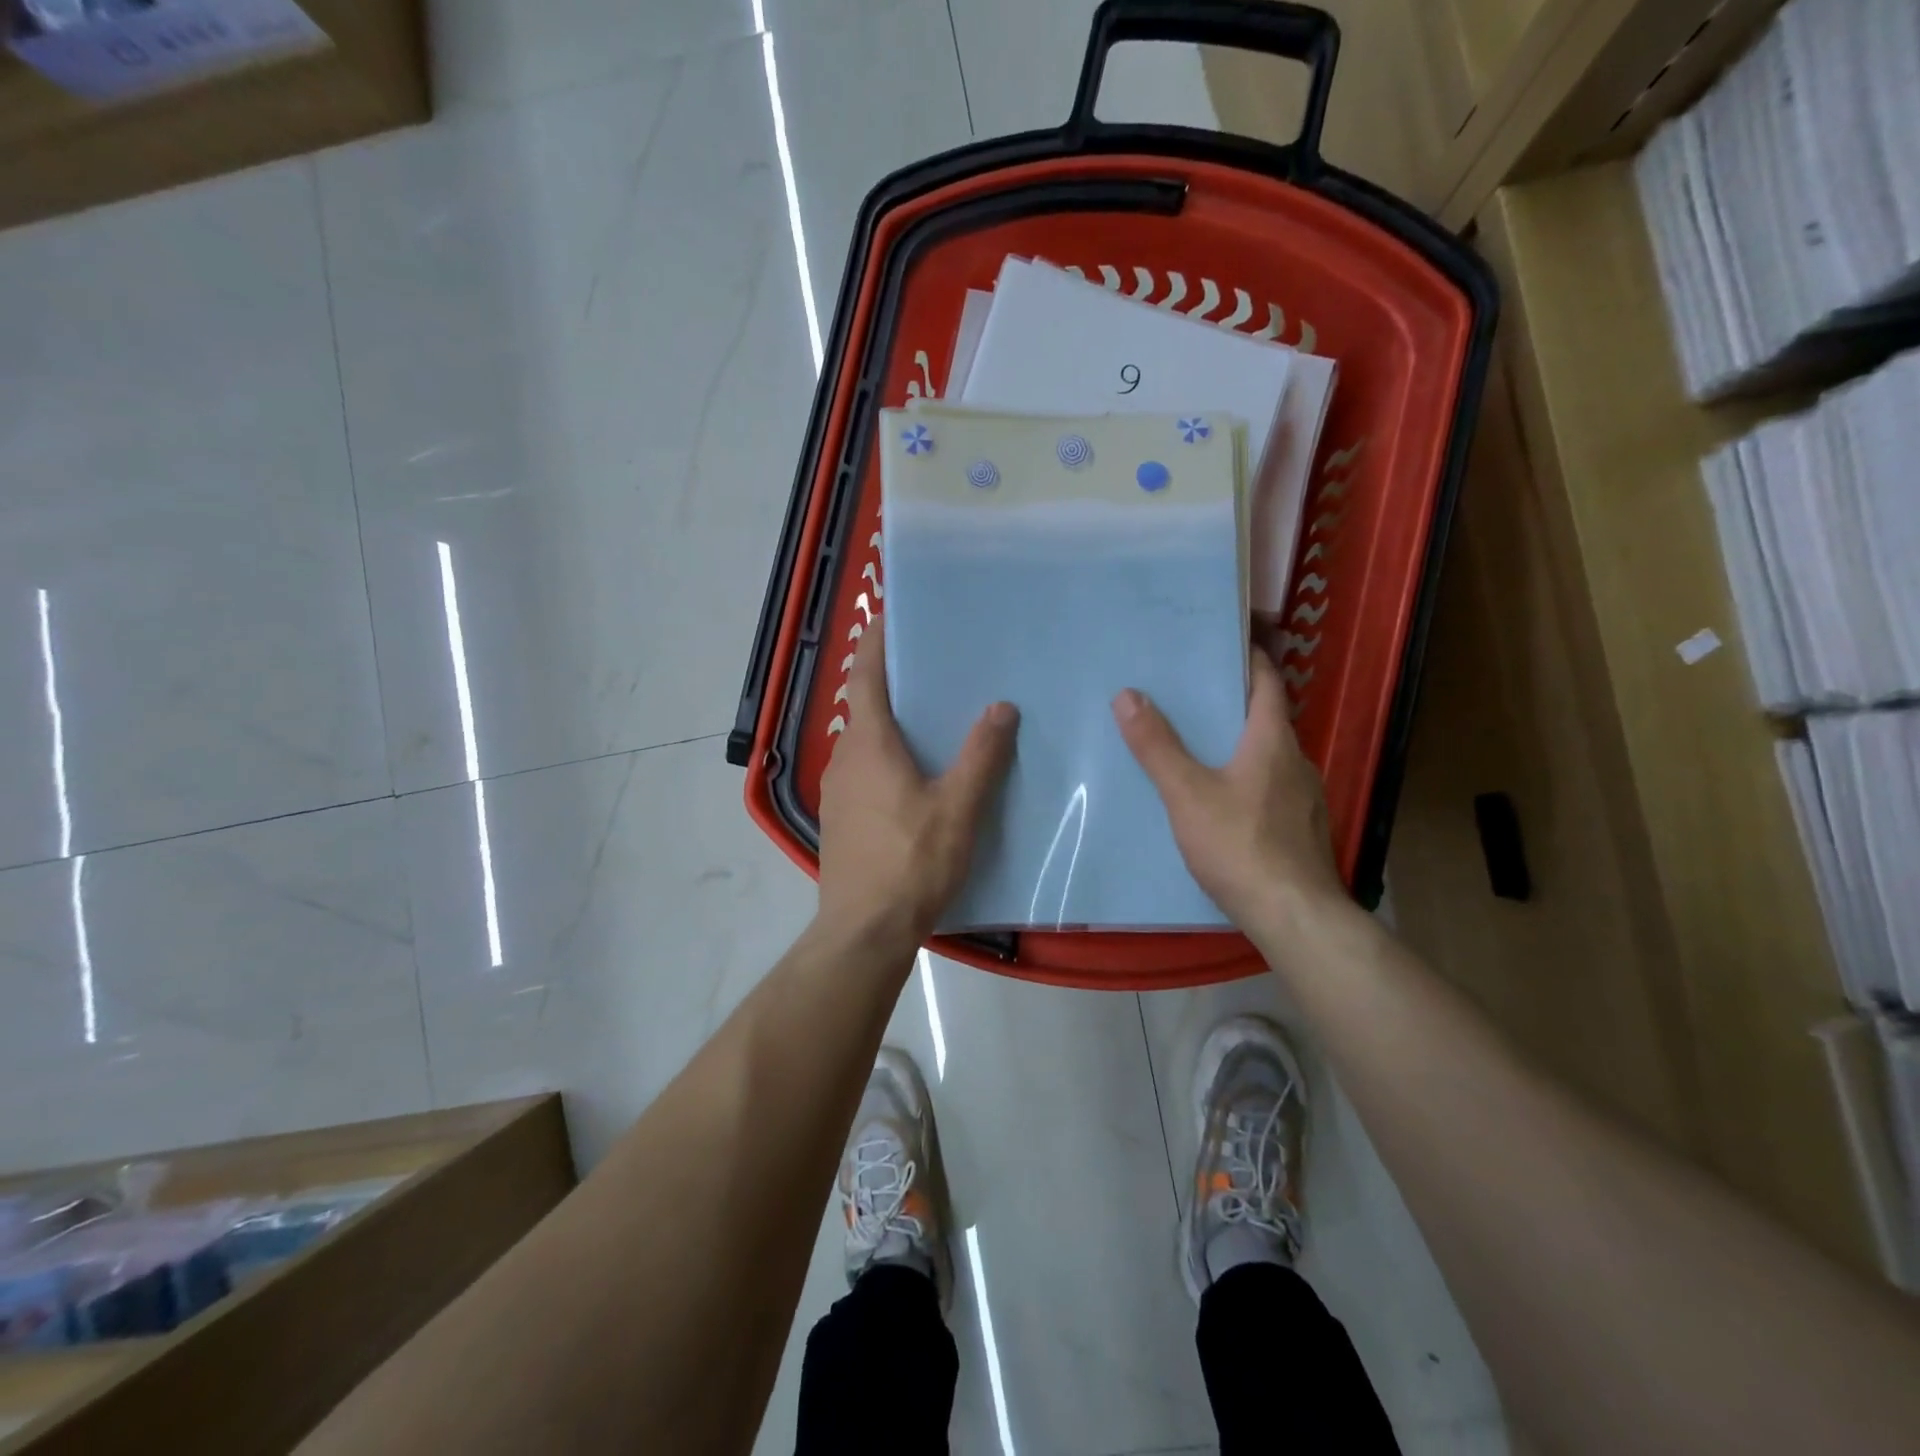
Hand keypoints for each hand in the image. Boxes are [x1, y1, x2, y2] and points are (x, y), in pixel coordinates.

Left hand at [817, 619, 1018, 950]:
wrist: (865, 932)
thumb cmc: (911, 863)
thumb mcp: (958, 808)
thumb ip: (981, 756)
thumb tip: (1001, 706)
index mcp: (869, 744)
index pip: (865, 675)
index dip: (876, 642)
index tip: (892, 616)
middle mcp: (845, 759)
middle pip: (866, 707)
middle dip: (896, 685)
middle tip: (938, 670)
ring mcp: (838, 792)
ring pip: (867, 744)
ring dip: (894, 726)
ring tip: (938, 722)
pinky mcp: (842, 821)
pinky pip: (866, 773)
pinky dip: (889, 760)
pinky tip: (920, 779)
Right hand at [1112, 646, 1346, 937]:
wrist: (1295, 917)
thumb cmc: (1240, 846)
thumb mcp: (1187, 794)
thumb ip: (1157, 746)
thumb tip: (1128, 694)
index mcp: (1273, 741)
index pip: (1268, 682)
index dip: (1250, 658)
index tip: (1223, 644)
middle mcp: (1296, 762)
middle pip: (1267, 719)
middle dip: (1233, 704)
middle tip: (1190, 696)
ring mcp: (1305, 799)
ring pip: (1269, 757)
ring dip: (1240, 745)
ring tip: (1199, 747)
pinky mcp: (1302, 830)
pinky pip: (1272, 789)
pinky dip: (1248, 780)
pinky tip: (1223, 802)